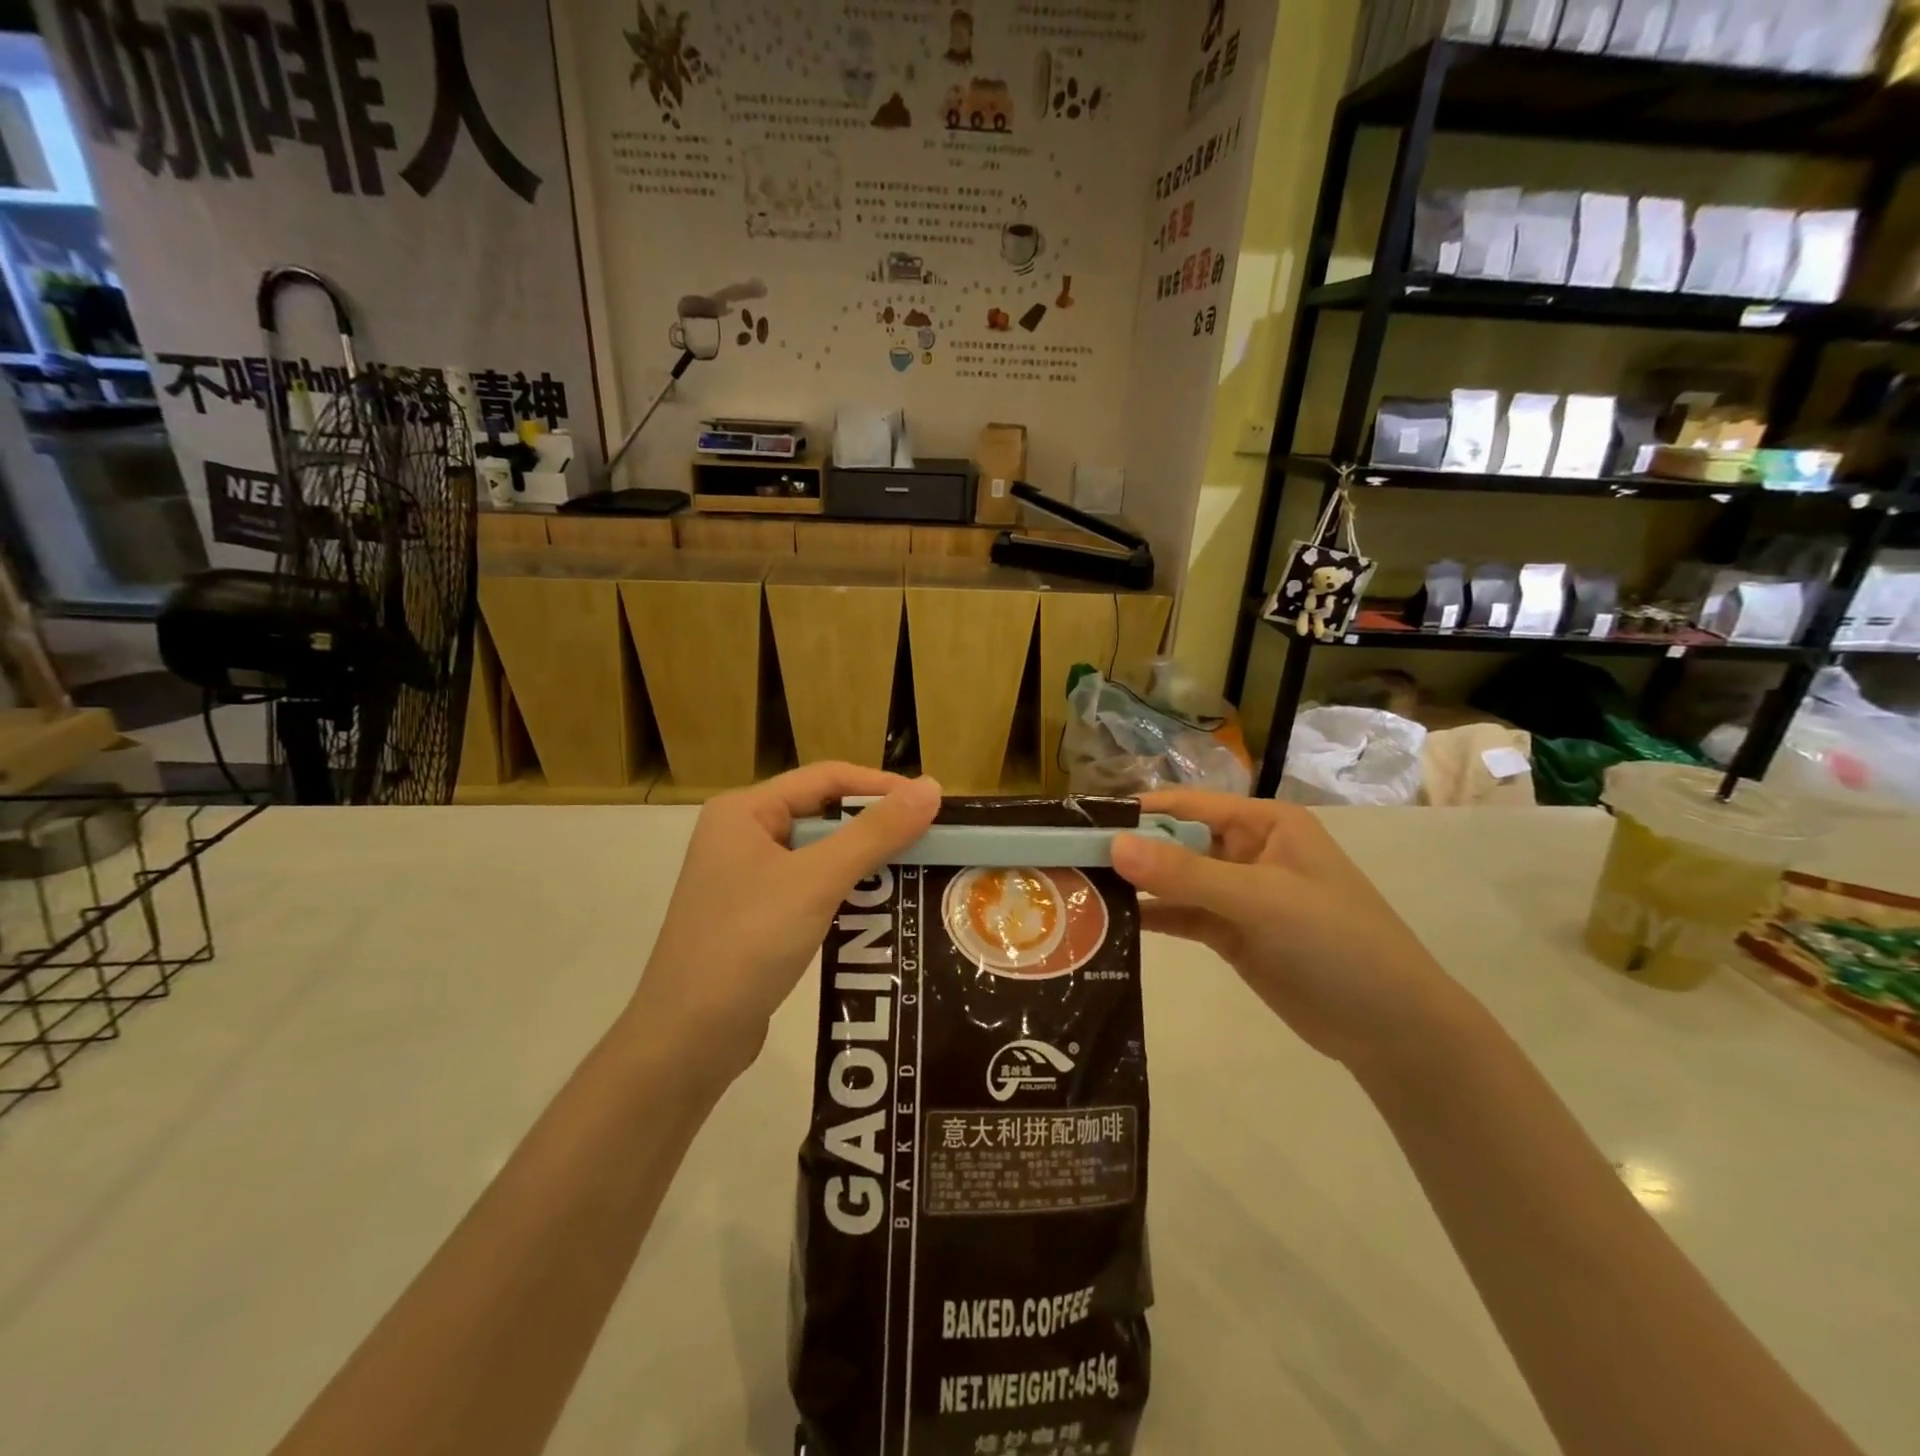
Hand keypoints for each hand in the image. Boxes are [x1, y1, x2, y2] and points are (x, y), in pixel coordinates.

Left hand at [628, 764, 941, 1082]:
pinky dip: (845, 895)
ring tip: (917, 874)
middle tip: (931, 842)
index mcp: (744, 811)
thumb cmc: (747, 943)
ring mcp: (745, 881)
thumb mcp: (817, 881)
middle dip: (876, 828)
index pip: (826, 777)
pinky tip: (880, 911)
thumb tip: (931, 787)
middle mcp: (741, 837)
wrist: (686, 1041)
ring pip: (819, 857)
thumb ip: (875, 833)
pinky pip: (809, 892)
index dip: (881, 786)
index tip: (932, 803)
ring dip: (865, 864)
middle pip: (823, 815)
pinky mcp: (754, 919)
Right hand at [1110, 790, 1475, 1071]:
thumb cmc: (1337, 942)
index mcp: (1264, 823)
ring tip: (1075, 890)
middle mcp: (1247, 850)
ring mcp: (1237, 894)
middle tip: (1066, 860)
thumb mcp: (1262, 900)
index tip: (1080, 823)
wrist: (1392, 1029)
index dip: (1136, 811)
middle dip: (1128, 849)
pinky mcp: (1230, 933)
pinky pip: (1181, 915)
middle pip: (1175, 840)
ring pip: (1173, 880)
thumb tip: (1114, 844)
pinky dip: (1149, 917)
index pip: (1187, 804)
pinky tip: (1108, 921)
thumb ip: (1186, 874)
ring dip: (1133, 885)